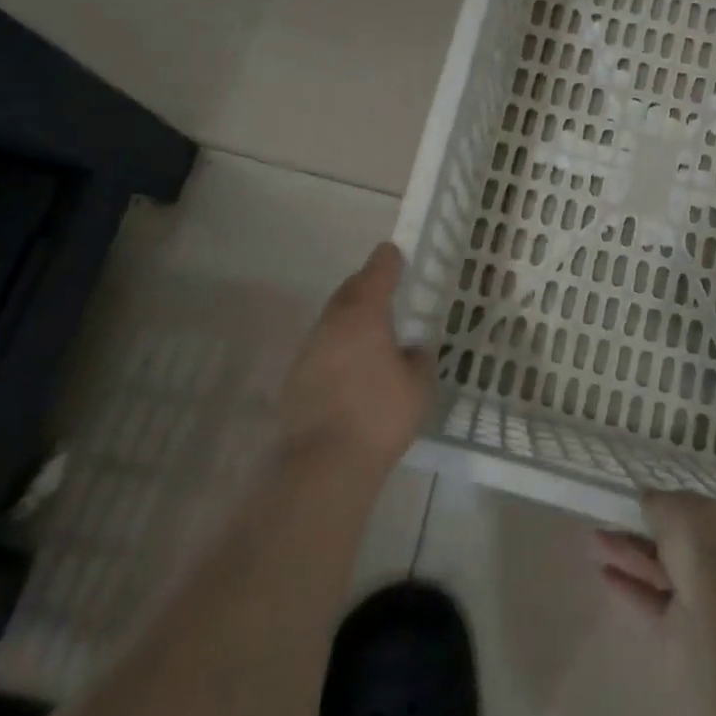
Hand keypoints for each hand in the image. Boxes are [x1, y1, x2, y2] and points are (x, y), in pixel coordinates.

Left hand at [278, 243, 434, 474]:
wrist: (325, 464)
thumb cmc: (380, 415)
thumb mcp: (419, 386)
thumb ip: (419, 360)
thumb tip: (410, 351)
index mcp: (364, 314)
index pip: (377, 273)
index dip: (387, 261)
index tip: (393, 251)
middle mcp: (333, 323)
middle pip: (349, 291)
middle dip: (366, 284)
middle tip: (382, 285)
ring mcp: (309, 349)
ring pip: (333, 319)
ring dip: (350, 316)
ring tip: (370, 327)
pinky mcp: (296, 377)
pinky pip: (323, 347)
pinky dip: (338, 345)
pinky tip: (351, 364)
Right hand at [593, 491, 715, 626]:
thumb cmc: (704, 545)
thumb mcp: (675, 506)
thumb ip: (657, 502)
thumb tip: (646, 501)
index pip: (692, 513)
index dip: (664, 507)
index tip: (636, 502)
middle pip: (672, 543)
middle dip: (640, 532)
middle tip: (607, 520)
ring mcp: (700, 597)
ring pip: (658, 571)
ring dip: (628, 555)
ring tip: (594, 540)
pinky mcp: (681, 629)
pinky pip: (650, 600)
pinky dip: (628, 587)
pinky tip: (602, 573)